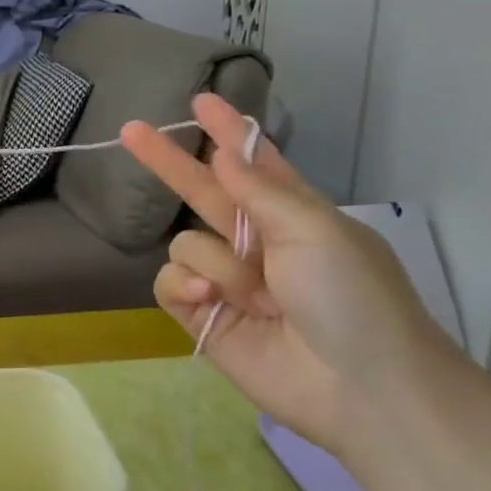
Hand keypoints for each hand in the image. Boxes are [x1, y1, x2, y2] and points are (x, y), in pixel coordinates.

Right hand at [121, 94, 464, 455]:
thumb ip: (260, 189)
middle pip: (202, 192)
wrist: (360, 388)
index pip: (251, 163)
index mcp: (292, 215)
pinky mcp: (203, 316)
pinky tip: (213, 302)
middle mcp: (256, 243)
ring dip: (214, 262)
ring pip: (186, 244)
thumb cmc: (352, 297)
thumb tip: (224, 151)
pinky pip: (170, 283)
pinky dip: (189, 288)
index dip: (227, 133)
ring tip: (251, 295)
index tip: (201, 102)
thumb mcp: (315, 229)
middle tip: (131, 131)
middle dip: (170, 163)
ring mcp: (228, 281)